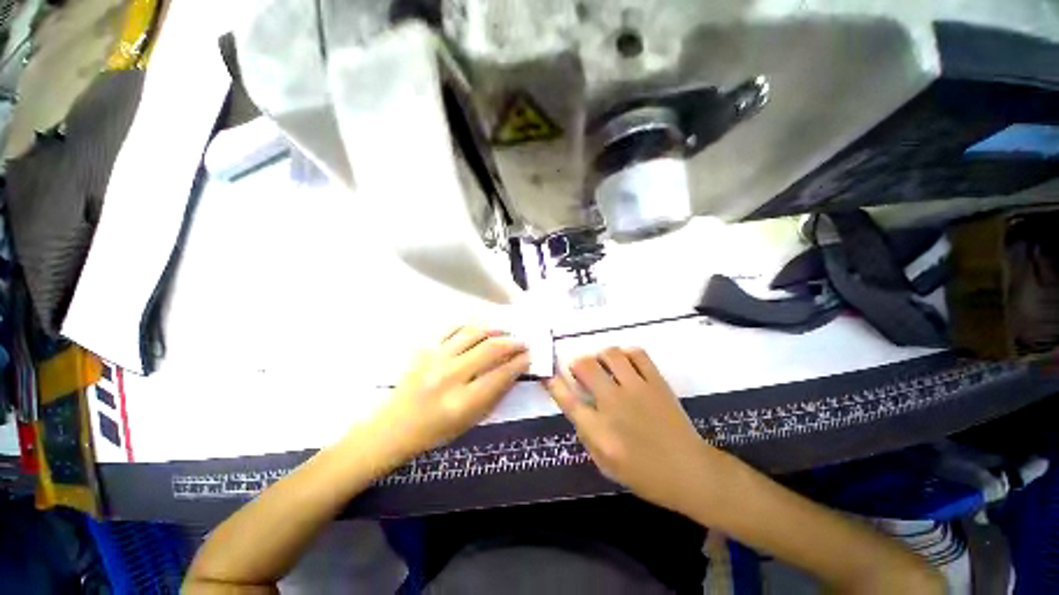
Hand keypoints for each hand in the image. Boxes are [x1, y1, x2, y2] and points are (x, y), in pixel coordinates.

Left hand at [377, 325, 528, 460]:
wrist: (395, 425)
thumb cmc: (437, 430)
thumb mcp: (471, 421)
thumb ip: (495, 394)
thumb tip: (515, 368)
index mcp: (461, 402)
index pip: (500, 375)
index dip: (519, 363)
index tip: (530, 356)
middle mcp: (448, 376)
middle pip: (489, 348)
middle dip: (512, 342)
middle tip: (523, 342)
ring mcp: (434, 358)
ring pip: (473, 333)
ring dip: (495, 329)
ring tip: (506, 331)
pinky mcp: (425, 348)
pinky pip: (453, 328)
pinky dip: (471, 326)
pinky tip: (481, 329)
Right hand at [545, 347, 721, 514]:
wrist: (690, 472)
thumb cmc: (645, 475)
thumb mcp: (606, 465)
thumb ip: (586, 434)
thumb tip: (576, 407)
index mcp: (600, 430)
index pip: (568, 399)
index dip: (554, 383)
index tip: (548, 375)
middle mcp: (614, 404)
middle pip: (585, 367)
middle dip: (576, 364)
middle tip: (580, 371)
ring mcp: (637, 389)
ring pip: (610, 354)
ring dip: (600, 356)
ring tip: (603, 366)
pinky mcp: (657, 382)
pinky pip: (637, 354)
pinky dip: (626, 353)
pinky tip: (625, 363)